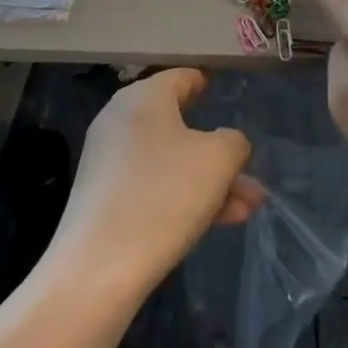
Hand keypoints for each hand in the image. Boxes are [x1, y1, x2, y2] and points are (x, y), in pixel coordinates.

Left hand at [49, 69, 263, 299]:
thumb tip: (227, 143)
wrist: (98, 270)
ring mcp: (108, 161)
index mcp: (143, 97)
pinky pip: (152, 185)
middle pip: (180, 125)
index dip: (206, 84)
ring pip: (171, 161)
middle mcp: (120, 120)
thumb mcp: (218, 160)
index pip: (181, 77)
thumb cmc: (164, 196)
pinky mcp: (103, 197)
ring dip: (209, 181)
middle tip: (249, 173)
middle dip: (219, 152)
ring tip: (247, 208)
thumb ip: (234, 142)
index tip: (224, 93)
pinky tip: (216, 223)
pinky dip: (183, 196)